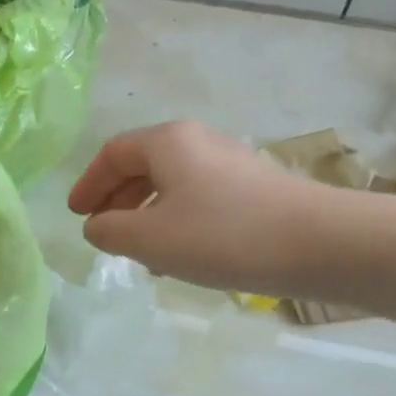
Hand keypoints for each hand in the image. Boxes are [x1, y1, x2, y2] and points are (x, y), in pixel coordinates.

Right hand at [67, 121, 322, 293]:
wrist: (318, 243)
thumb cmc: (223, 235)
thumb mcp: (151, 239)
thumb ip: (110, 231)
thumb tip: (98, 226)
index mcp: (168, 142)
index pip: (113, 153)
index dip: (88, 184)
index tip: (76, 215)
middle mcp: (198, 142)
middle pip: (143, 164)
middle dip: (117, 199)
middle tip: (103, 231)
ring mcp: (230, 163)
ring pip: (172, 183)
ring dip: (147, 213)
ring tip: (139, 250)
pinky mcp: (254, 188)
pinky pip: (199, 197)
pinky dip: (177, 219)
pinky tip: (182, 253)